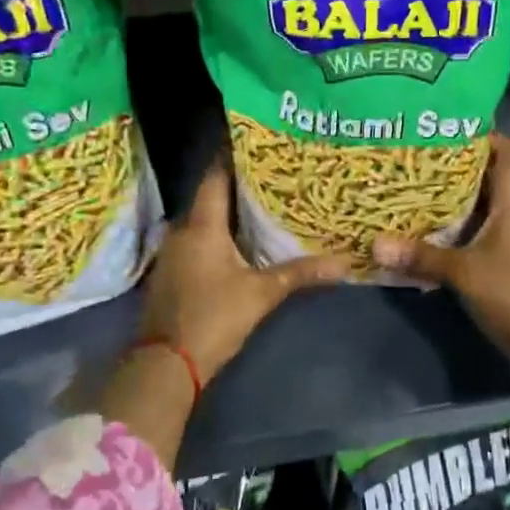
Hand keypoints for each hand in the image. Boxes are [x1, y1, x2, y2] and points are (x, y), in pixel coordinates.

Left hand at [136, 159, 351, 381]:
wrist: (165, 365)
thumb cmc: (213, 318)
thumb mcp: (261, 294)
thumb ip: (300, 274)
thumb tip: (344, 263)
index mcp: (201, 226)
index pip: (215, 177)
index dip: (232, 157)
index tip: (256, 144)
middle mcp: (181, 231)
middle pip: (210, 199)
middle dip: (238, 188)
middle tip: (271, 178)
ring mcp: (171, 254)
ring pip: (202, 223)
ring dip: (226, 217)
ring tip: (260, 208)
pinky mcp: (169, 275)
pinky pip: (195, 244)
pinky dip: (215, 239)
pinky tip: (237, 245)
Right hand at [372, 134, 509, 356]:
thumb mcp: (462, 272)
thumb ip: (420, 257)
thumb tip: (376, 244)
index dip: (491, 137)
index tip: (456, 128)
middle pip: (494, 177)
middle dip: (462, 164)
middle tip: (424, 156)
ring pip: (487, 204)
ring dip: (460, 195)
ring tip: (422, 186)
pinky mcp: (508, 259)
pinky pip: (483, 228)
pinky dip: (461, 222)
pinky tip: (435, 227)